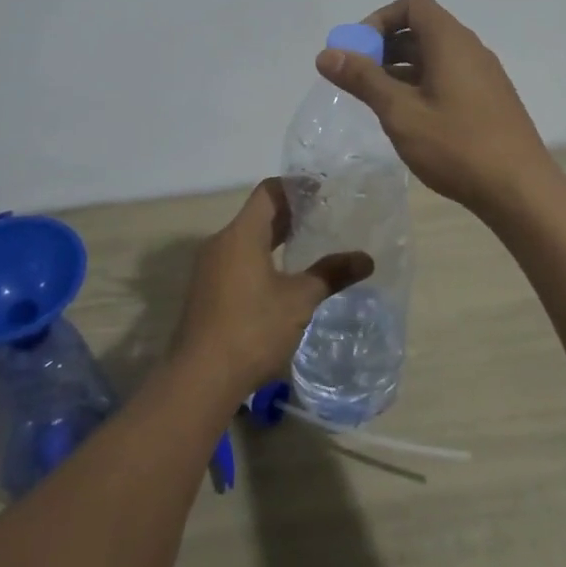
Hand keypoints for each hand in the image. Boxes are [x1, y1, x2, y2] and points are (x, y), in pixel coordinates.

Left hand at [173, 179, 372, 396]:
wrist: (199, 379)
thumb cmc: (252, 329)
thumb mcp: (299, 301)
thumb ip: (331, 274)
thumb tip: (366, 259)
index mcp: (241, 234)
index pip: (269, 192)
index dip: (296, 187)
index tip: (322, 190)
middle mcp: (221, 243)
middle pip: (257, 215)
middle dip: (290, 214)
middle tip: (323, 216)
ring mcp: (209, 268)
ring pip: (246, 239)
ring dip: (275, 238)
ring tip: (307, 245)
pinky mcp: (206, 291)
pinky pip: (237, 260)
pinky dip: (261, 257)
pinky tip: (282, 278)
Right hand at [317, 0, 559, 219]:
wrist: (520, 190)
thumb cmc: (456, 146)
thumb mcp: (400, 112)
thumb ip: (363, 79)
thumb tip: (327, 54)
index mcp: (450, 41)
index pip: (413, 5)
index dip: (380, 20)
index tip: (358, 50)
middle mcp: (470, 49)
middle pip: (423, 29)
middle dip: (386, 47)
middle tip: (359, 78)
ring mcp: (484, 75)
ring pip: (435, 56)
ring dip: (402, 69)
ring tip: (377, 101)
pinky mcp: (489, 100)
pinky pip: (449, 76)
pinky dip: (422, 84)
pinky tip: (409, 119)